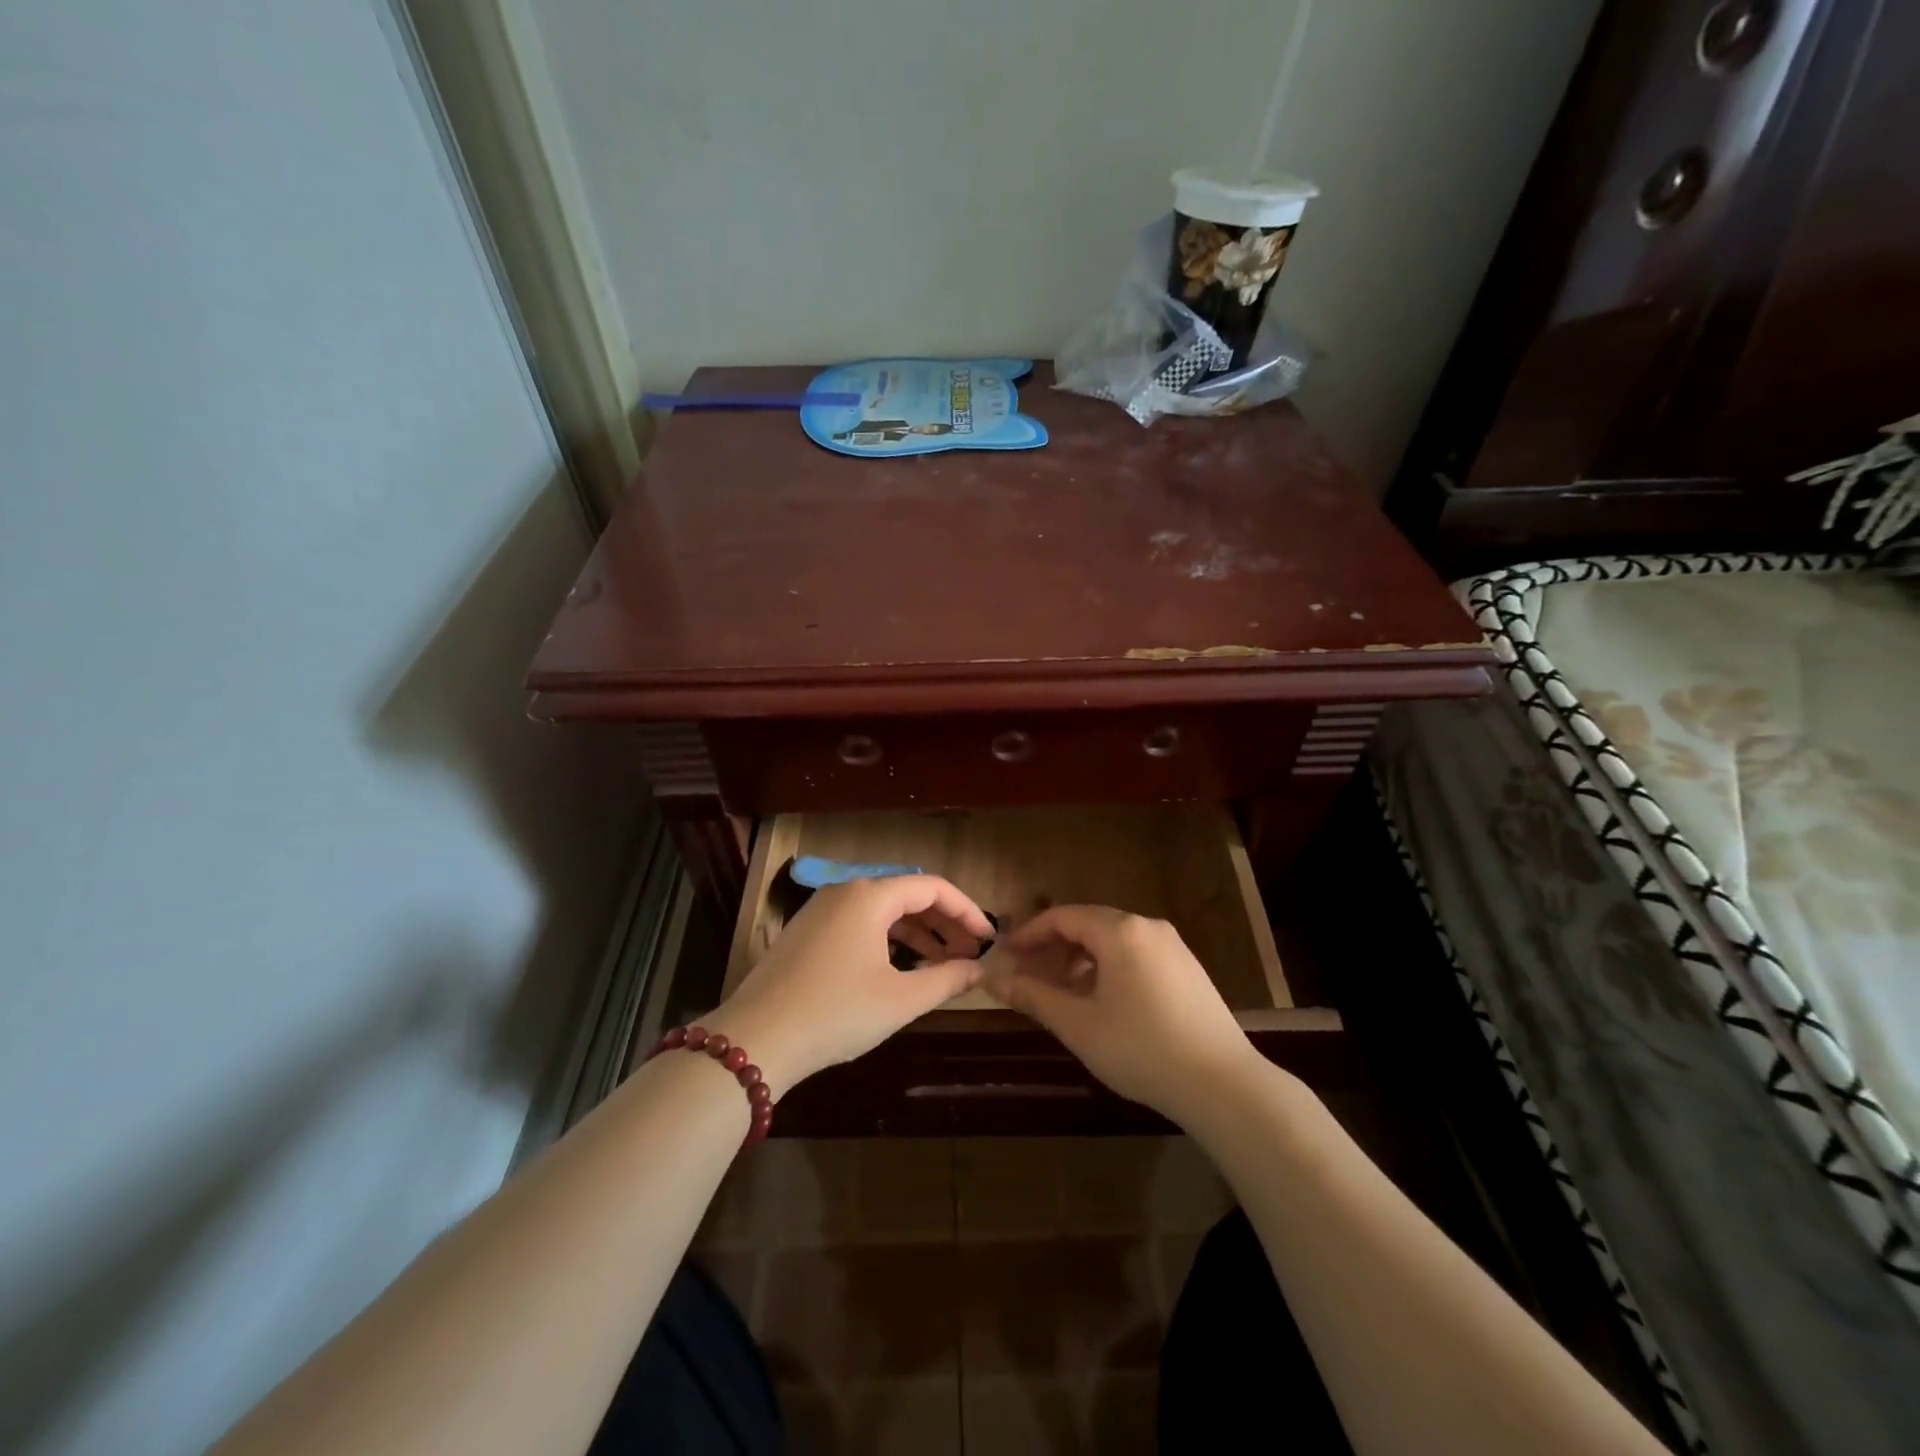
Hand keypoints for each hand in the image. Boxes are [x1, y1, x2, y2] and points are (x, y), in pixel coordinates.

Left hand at [705, 876, 993, 1096]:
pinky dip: (889, 940)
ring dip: (918, 933)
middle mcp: (845, 891)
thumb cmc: (836, 1013)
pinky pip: (860, 924)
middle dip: (944, 923)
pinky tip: (903, 968)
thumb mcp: (900, 999)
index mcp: (869, 895)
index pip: (932, 887)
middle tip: (971, 954)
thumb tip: (980, 969)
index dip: (966, 911)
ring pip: (883, 910)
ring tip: (944, 964)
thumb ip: (947, 979)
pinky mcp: (807, 932)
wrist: (755, 1040)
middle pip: (907, 895)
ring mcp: (821, 910)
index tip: (989, 939)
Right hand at [981, 906, 1257, 1125]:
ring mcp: (1173, 947)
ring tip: (1060, 994)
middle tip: (1027, 977)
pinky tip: (1100, 1003)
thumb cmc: (1141, 1049)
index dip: (1029, 934)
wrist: (1223, 1084)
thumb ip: (1033, 996)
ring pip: (1113, 942)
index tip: (1005, 956)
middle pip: (1088, 925)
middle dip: (1053, 948)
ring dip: (1080, 960)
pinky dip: (1108, 969)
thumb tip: (993, 980)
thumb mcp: (1078, 1025)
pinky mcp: (1187, 969)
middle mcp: (1147, 927)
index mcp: (1120, 931)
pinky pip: (1136, 956)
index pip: (1062, 916)